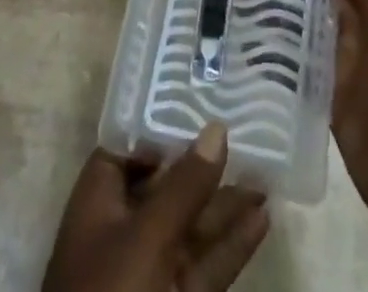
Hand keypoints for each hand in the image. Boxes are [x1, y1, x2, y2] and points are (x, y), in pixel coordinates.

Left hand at [42, 124, 269, 291]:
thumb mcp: (146, 237)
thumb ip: (184, 186)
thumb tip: (217, 129)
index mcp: (99, 200)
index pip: (131, 145)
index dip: (163, 122)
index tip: (202, 97)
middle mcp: (123, 228)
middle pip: (168, 183)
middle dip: (205, 163)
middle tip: (248, 132)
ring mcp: (149, 270)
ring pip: (192, 226)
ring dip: (227, 204)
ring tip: (267, 174)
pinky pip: (205, 266)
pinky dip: (232, 245)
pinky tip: (263, 221)